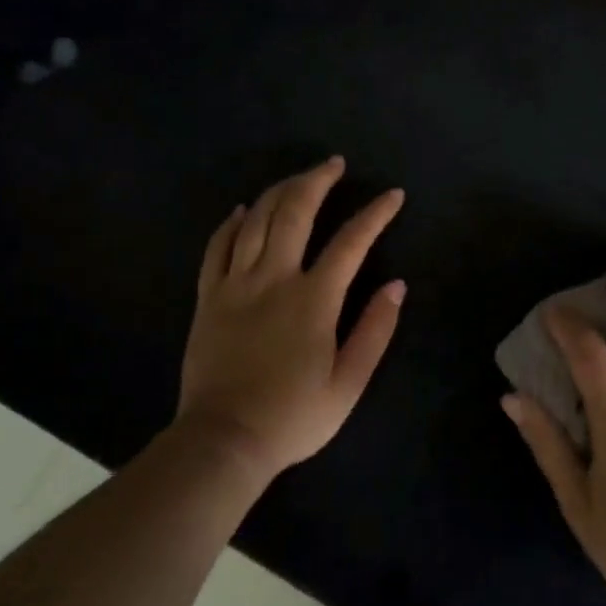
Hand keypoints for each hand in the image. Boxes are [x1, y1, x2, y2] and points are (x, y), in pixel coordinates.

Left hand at [178, 156, 405, 481]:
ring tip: (299, 178)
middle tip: (335, 164)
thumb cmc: (293, 417)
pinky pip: (217, 247)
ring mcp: (235, 285)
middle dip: (318, 180)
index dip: (375, 214)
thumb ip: (375, 330)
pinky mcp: (208, 297)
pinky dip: (232, 222)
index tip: (393, 195)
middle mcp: (274, 279)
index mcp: (314, 299)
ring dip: (279, 191)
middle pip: (295, 212)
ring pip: (256, 220)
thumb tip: (397, 286)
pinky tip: (244, 209)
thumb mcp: (348, 384)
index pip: (351, 242)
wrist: (224, 441)